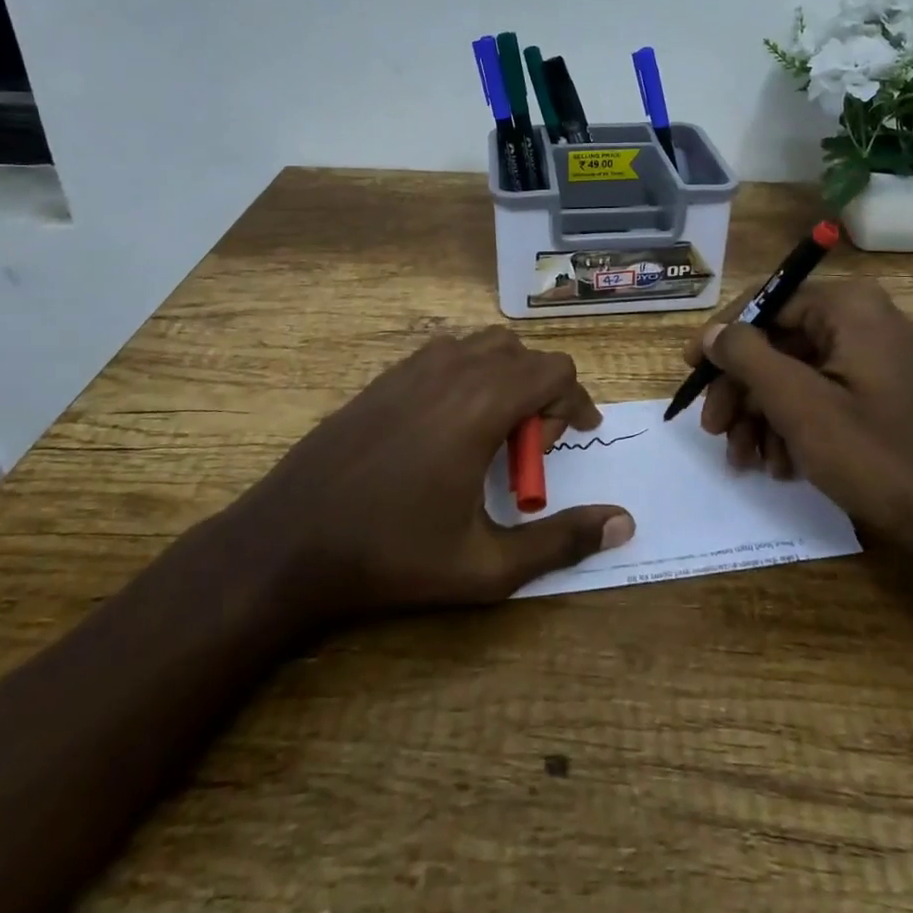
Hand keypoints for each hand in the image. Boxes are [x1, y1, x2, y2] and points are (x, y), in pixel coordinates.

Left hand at [227, 329, 634, 625]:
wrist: (289, 541)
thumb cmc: (393, 556)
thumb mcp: (487, 567)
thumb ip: (561, 542)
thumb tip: (624, 522)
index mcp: (482, 403)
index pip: (555, 371)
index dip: (574, 404)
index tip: (570, 443)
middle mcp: (452, 369)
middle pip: (523, 353)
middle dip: (542, 393)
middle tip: (528, 449)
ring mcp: (412, 367)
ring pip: (484, 346)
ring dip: (506, 378)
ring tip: (491, 434)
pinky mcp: (385, 376)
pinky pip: (446, 353)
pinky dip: (468, 375)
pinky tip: (448, 427)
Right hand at [688, 280, 912, 608]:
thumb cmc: (882, 457)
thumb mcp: (802, 406)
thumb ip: (748, 357)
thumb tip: (711, 331)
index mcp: (847, 307)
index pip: (764, 303)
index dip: (721, 338)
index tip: (690, 373)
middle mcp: (860, 321)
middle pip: (776, 342)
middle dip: (742, 391)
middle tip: (714, 431)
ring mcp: (872, 359)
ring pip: (794, 374)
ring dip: (762, 416)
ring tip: (745, 460)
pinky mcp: (878, 395)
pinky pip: (820, 396)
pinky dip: (793, 427)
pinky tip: (780, 465)